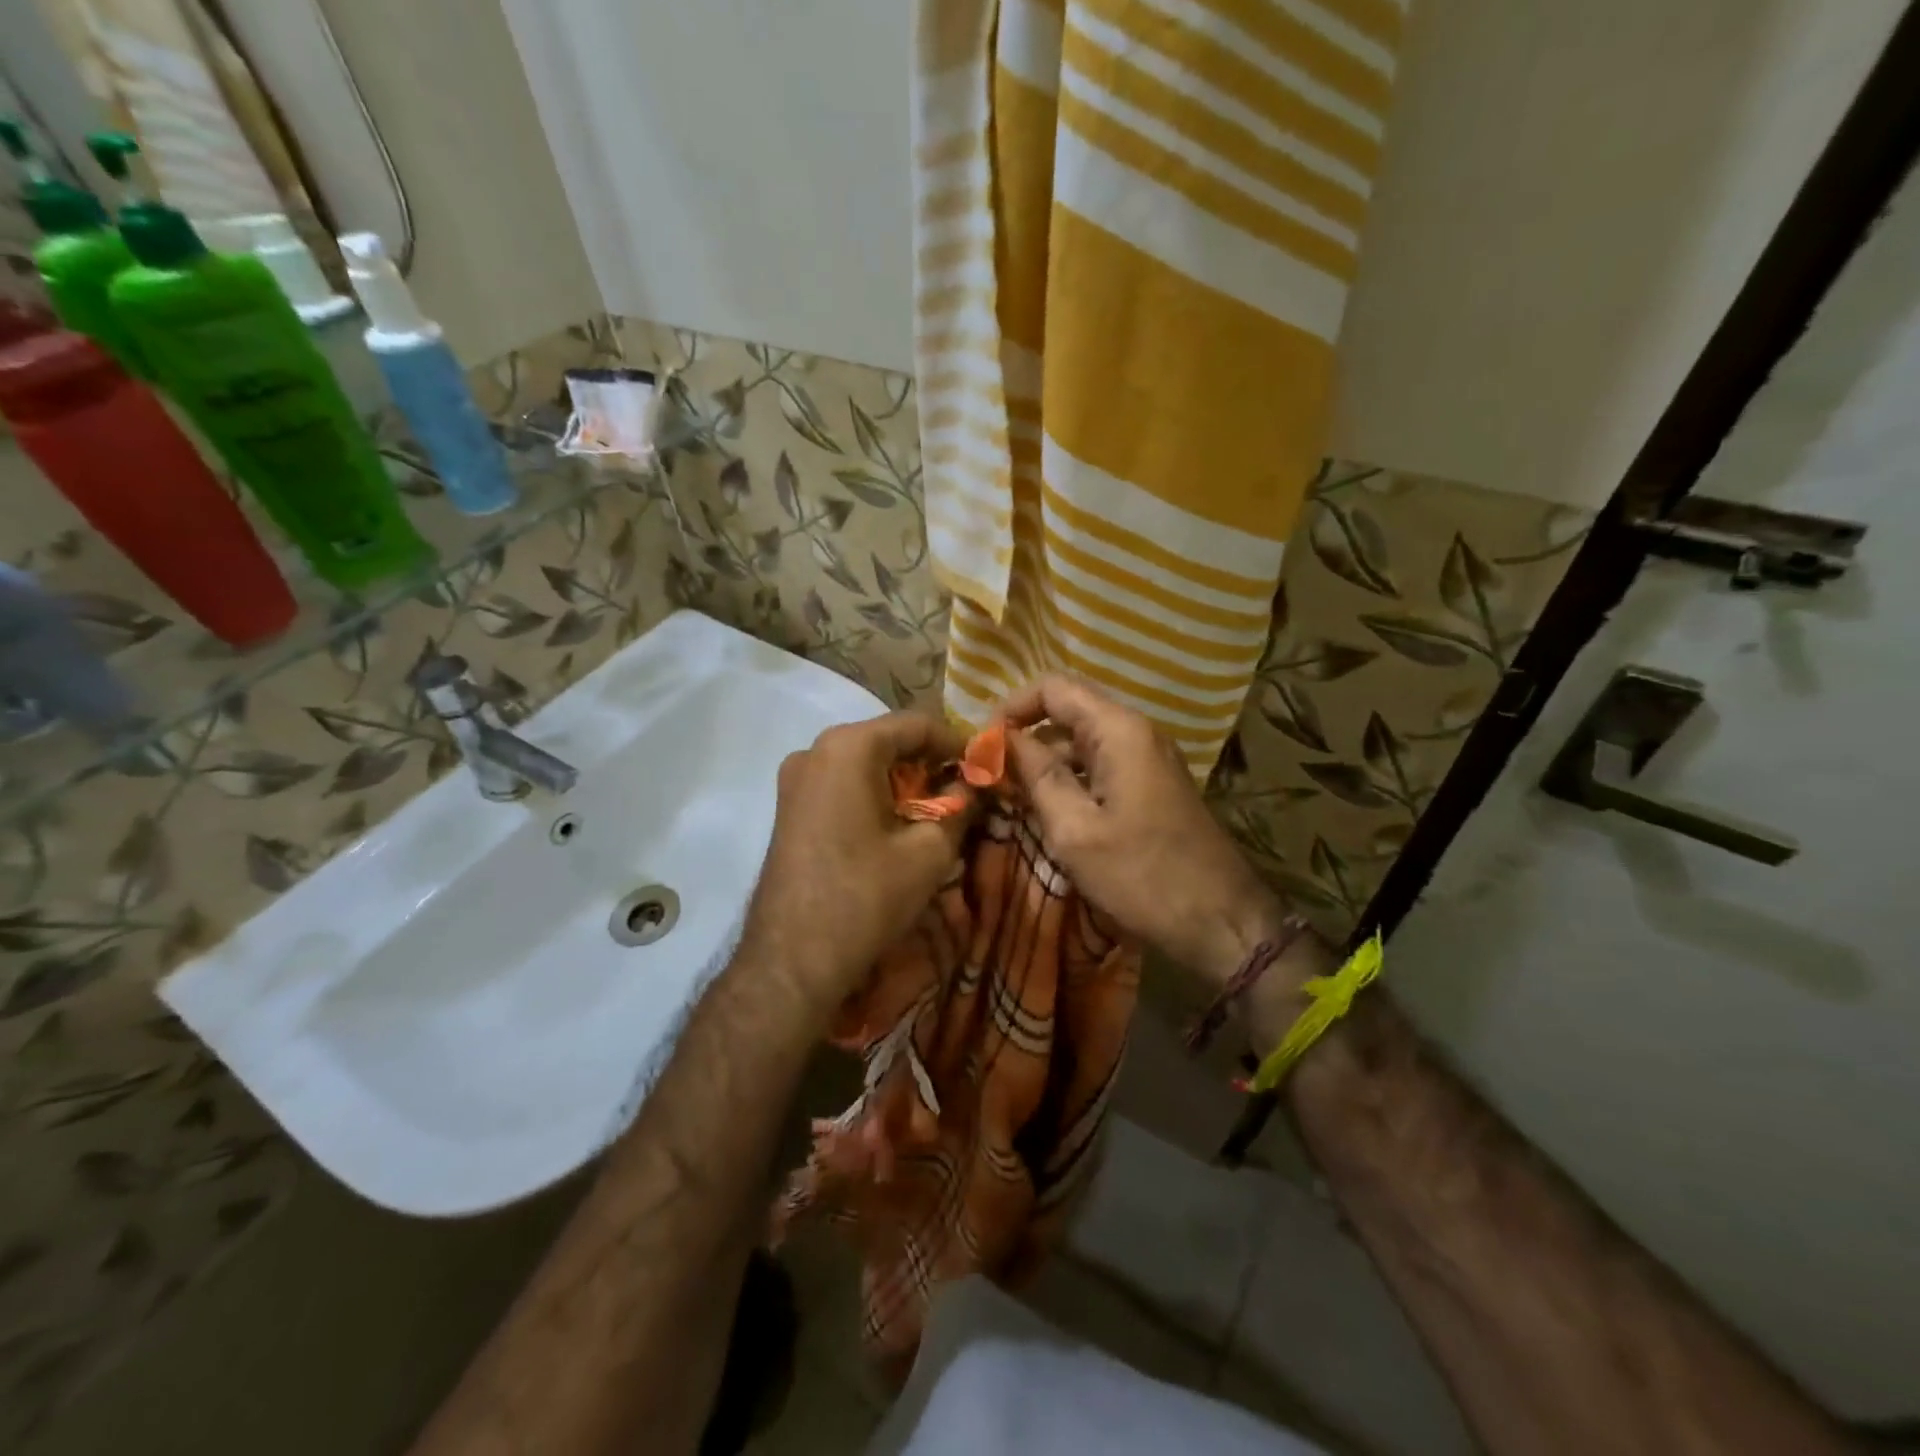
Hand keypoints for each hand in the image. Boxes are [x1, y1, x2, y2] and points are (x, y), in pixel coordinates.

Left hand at [739, 712, 970, 1018]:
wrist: (792, 961)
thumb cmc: (866, 897)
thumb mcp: (929, 851)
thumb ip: (959, 806)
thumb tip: (973, 785)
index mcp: (849, 747)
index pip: (917, 724)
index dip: (958, 744)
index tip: (985, 770)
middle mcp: (815, 750)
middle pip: (888, 741)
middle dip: (930, 765)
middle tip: (965, 795)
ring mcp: (795, 779)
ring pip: (864, 765)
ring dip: (903, 783)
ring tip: (935, 815)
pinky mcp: (788, 808)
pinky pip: (842, 785)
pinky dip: (874, 796)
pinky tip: (896, 829)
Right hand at [1002, 677, 1284, 987]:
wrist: (1221, 921)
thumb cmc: (1142, 876)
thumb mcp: (1075, 830)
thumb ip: (1036, 776)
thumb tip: (1001, 740)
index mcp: (1118, 731)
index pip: (1053, 688)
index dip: (1011, 708)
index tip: (981, 745)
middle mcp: (1136, 732)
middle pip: (1068, 712)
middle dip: (1024, 737)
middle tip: (988, 776)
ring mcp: (1147, 759)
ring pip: (1081, 743)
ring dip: (1044, 763)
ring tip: (1009, 797)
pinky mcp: (1151, 786)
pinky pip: (1100, 767)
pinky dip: (1069, 780)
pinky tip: (1047, 813)